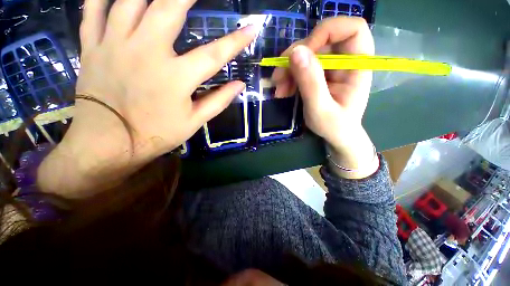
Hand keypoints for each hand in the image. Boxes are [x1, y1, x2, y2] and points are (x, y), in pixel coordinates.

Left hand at [38, 0, 256, 196]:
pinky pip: (93, 10)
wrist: (107, 143)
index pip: (215, 55)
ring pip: (130, 0)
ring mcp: (115, 44)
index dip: (235, 41)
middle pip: (170, 8)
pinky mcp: (93, 46)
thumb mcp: (194, 122)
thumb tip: (239, 85)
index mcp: (176, 77)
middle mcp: (147, 52)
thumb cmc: (155, 134)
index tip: (251, 28)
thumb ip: (218, 101)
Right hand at [273, 17, 377, 177]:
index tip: (303, 53)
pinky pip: (301, 67)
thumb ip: (310, 82)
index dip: (327, 32)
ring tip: (278, 88)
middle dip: (296, 56)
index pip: (352, 29)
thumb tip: (295, 52)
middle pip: (321, 40)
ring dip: (288, 69)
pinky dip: (289, 77)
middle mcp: (345, 61)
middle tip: (279, 76)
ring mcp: (331, 68)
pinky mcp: (319, 75)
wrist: (336, 136)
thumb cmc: (334, 126)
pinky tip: (282, 91)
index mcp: (357, 66)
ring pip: (307, 54)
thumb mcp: (321, 109)